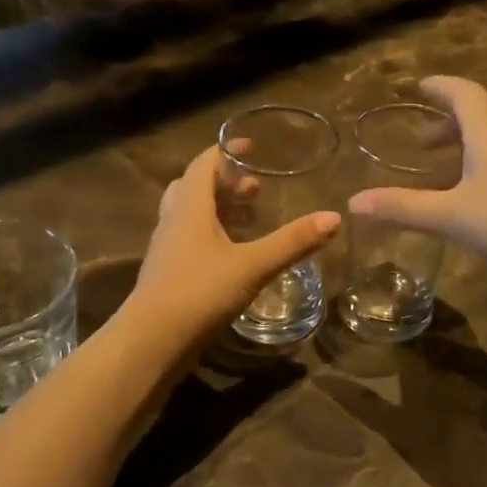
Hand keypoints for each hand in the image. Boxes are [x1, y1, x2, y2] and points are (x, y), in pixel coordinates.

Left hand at [127, 145, 340, 340]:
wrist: (152, 341)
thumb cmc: (200, 292)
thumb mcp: (253, 266)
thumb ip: (292, 242)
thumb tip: (334, 217)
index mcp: (190, 208)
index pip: (203, 164)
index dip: (226, 151)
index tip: (250, 146)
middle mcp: (173, 222)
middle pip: (194, 188)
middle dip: (225, 183)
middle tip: (255, 190)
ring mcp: (166, 249)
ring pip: (189, 216)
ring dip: (218, 211)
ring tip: (249, 221)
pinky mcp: (166, 274)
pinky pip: (188, 241)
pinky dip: (211, 237)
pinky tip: (232, 257)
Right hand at [347, 76, 486, 280]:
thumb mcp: (450, 216)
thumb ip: (402, 208)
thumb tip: (353, 202)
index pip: (462, 94)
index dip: (440, 87)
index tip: (420, 86)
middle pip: (476, 118)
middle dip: (446, 127)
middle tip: (421, 145)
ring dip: (464, 150)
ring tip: (441, 175)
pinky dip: (481, 167)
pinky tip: (475, 198)